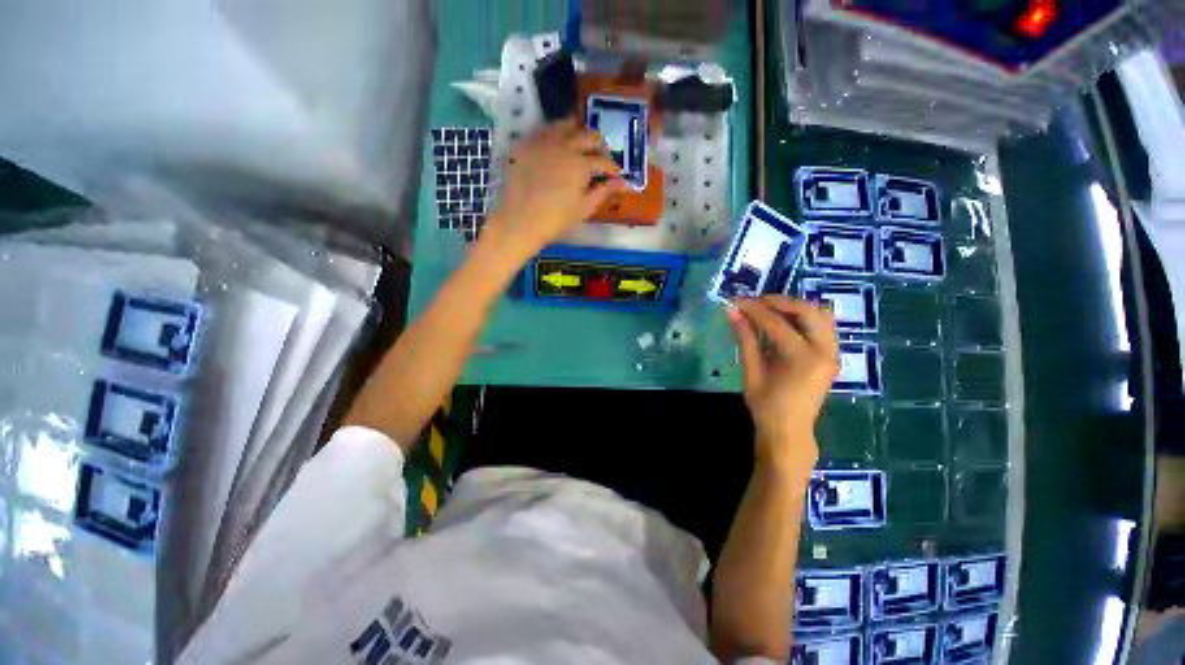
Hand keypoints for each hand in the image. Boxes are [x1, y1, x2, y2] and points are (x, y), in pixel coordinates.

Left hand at [481, 118, 624, 265]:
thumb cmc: (555, 220)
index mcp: (581, 164)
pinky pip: (543, 131)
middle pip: (588, 136)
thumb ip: (603, 192)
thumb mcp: (584, 209)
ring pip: (565, 126)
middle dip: (599, 146)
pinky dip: (555, 133)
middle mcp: (564, 146)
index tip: (616, 175)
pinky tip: (556, 144)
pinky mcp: (526, 145)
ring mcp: (543, 143)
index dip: (612, 168)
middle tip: (601, 157)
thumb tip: (621, 183)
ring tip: (580, 143)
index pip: (603, 161)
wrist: (519, 221)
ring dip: (577, 133)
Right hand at [727, 296, 838, 474]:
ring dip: (795, 307)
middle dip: (778, 301)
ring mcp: (833, 352)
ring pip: (820, 314)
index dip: (753, 309)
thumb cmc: (766, 406)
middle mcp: (825, 351)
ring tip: (770, 310)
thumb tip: (731, 311)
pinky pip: (823, 325)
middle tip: (755, 302)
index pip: (776, 323)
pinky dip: (805, 318)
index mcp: (803, 359)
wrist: (789, 431)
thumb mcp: (751, 371)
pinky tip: (786, 322)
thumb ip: (745, 338)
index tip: (736, 300)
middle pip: (806, 310)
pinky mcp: (832, 355)